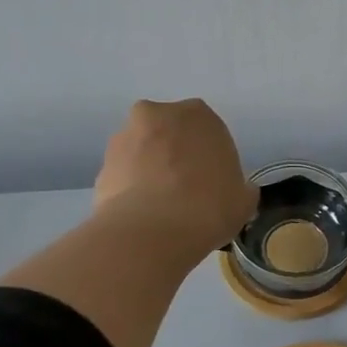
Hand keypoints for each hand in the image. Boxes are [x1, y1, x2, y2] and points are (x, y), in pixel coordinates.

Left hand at [93, 98, 256, 256]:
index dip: (211, 156)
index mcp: (198, 115)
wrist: (152, 231)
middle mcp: (157, 115)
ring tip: (162, 208)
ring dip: (151, 170)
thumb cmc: (209, 207)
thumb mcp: (244, 200)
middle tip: (187, 190)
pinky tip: (145, 216)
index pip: (208, 129)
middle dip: (175, 155)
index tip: (214, 182)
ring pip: (143, 151)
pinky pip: (124, 175)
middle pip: (170, 134)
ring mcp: (124, 138)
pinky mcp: (102, 166)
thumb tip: (237, 190)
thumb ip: (241, 187)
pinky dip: (132, 189)